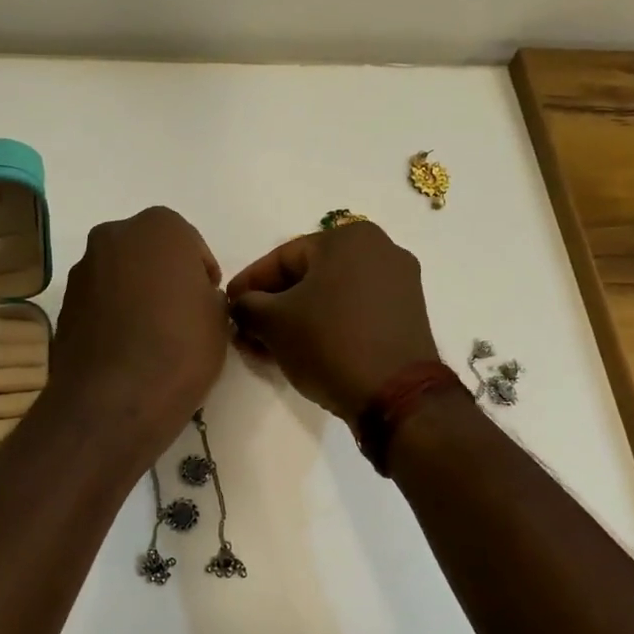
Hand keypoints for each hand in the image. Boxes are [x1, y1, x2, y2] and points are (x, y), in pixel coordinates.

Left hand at [47, 207, 229, 461]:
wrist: (115, 398)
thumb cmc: (181, 347)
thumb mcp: (219, 318)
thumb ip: (207, 296)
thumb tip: (193, 301)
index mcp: (159, 227)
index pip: (190, 245)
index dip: (201, 276)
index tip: (206, 305)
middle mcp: (114, 236)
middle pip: (148, 253)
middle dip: (163, 278)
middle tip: (180, 316)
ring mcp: (83, 269)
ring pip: (120, 275)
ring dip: (135, 295)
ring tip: (151, 337)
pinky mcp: (64, 303)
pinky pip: (98, 302)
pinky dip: (112, 316)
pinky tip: (126, 349)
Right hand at [227, 222, 438, 420]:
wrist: (395, 394)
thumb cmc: (330, 343)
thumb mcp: (273, 322)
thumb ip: (247, 305)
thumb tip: (242, 305)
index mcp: (349, 238)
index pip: (282, 258)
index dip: (249, 284)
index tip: (227, 306)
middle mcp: (380, 250)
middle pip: (308, 276)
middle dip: (272, 306)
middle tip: (245, 331)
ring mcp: (399, 283)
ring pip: (330, 296)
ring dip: (295, 319)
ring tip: (267, 347)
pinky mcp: (407, 315)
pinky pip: (353, 311)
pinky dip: (325, 325)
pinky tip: (301, 350)